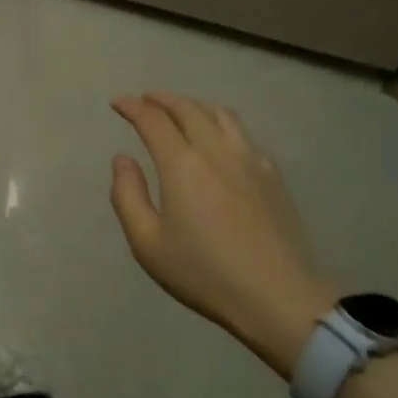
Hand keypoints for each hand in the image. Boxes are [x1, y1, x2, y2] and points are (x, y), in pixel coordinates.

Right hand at [110, 92, 336, 379]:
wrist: (279, 297)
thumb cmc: (205, 273)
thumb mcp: (148, 244)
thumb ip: (127, 196)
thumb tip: (123, 159)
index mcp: (182, 164)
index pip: (153, 120)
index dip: (132, 107)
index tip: (118, 103)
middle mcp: (215, 150)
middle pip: (187, 108)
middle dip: (162, 99)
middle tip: (145, 101)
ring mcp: (249, 159)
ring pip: (220, 114)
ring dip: (194, 105)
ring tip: (181, 111)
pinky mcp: (272, 174)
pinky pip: (243, 133)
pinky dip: (221, 124)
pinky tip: (219, 139)